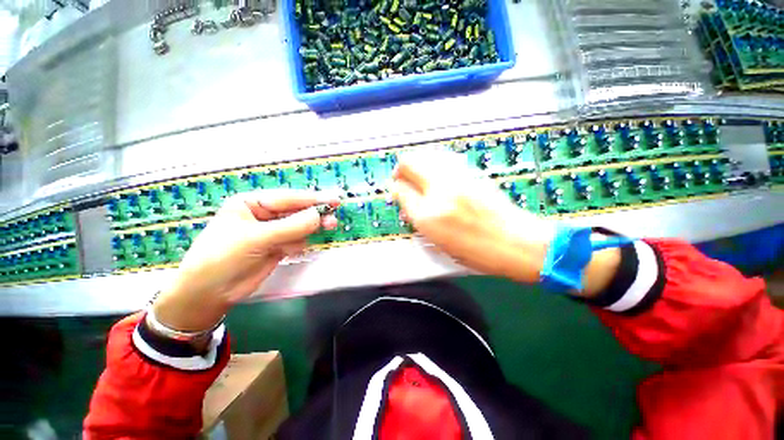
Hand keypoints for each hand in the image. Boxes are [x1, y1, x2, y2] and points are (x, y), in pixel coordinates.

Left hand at [152, 189, 338, 331]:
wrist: (209, 293)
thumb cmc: (222, 258)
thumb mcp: (255, 239)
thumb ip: (290, 227)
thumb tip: (319, 216)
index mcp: (252, 203)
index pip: (287, 198)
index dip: (311, 199)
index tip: (334, 200)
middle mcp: (263, 215)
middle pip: (296, 211)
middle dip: (314, 214)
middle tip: (333, 217)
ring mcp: (272, 232)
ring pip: (299, 226)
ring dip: (312, 228)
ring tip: (329, 227)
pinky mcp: (278, 247)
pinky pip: (297, 240)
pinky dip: (300, 244)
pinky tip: (294, 250)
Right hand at [391, 150, 620, 295]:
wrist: (517, 242)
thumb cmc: (476, 251)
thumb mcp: (439, 241)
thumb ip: (417, 217)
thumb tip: (405, 199)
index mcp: (429, 216)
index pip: (400, 191)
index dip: (396, 190)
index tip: (398, 192)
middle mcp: (440, 191)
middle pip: (409, 163)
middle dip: (401, 170)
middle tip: (403, 180)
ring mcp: (457, 177)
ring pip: (426, 155)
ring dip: (417, 163)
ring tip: (418, 175)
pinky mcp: (471, 171)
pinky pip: (443, 158)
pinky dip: (433, 162)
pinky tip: (437, 174)